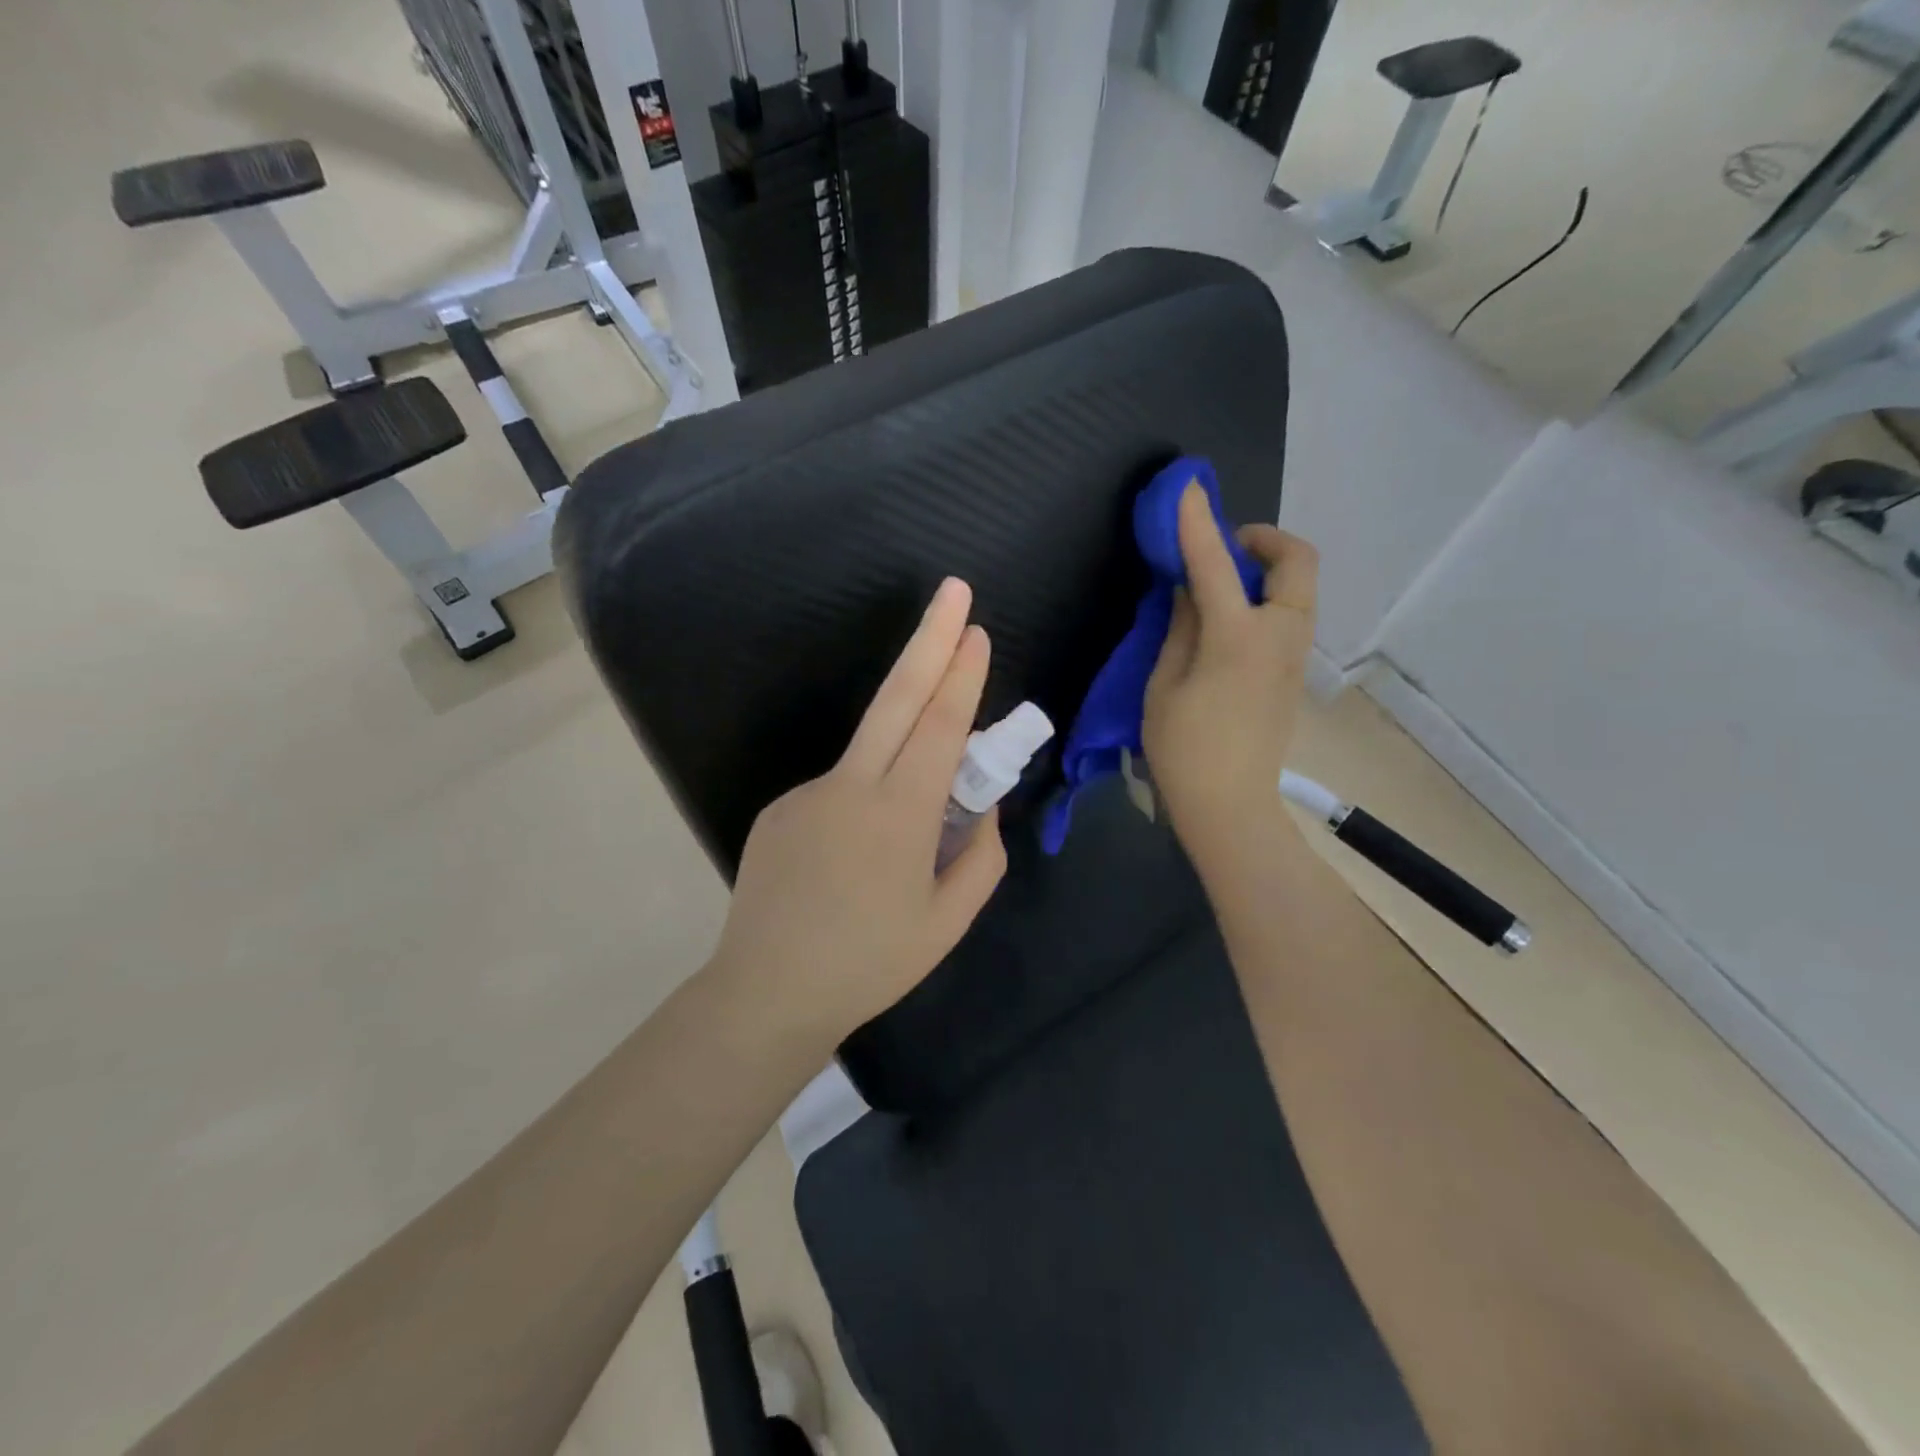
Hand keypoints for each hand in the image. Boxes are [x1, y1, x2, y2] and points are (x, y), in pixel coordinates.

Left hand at [708, 578, 1008, 1039]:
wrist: (766, 991)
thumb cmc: (870, 964)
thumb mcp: (948, 922)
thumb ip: (981, 857)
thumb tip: (982, 806)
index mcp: (899, 815)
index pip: (940, 727)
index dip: (961, 676)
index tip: (976, 631)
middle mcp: (850, 786)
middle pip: (897, 698)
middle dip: (929, 639)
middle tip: (953, 591)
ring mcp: (808, 792)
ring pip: (870, 753)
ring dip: (903, 758)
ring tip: (896, 850)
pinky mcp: (779, 807)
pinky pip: (839, 791)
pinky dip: (863, 808)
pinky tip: (851, 868)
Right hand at [1143, 481, 1318, 874]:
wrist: (1229, 804)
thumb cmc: (1184, 749)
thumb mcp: (1165, 684)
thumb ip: (1181, 627)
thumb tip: (1190, 589)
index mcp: (1238, 637)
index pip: (1216, 564)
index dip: (1197, 523)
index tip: (1186, 489)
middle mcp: (1279, 635)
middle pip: (1296, 561)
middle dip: (1263, 540)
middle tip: (1223, 548)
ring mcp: (1294, 655)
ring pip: (1299, 587)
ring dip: (1266, 570)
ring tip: (1220, 585)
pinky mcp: (1293, 672)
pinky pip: (1290, 614)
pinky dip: (1265, 598)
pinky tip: (1228, 621)